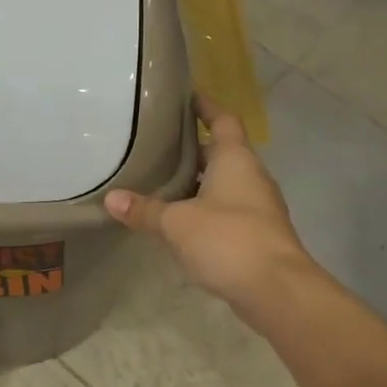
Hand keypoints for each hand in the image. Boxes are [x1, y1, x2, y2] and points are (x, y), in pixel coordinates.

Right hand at [104, 95, 314, 311]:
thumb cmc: (227, 239)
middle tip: (158, 146)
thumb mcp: (177, 223)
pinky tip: (180, 223)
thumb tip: (111, 199)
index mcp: (235, 159)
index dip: (205, 106)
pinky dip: (205, 211)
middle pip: (222, 152)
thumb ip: (145, 210)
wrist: (276, 289)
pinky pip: (227, 211)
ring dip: (197, 183)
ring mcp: (258, 207)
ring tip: (161, 184)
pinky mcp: (257, 234)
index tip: (185, 97)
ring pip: (224, 184)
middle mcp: (251, 176)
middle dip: (192, 150)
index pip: (222, 119)